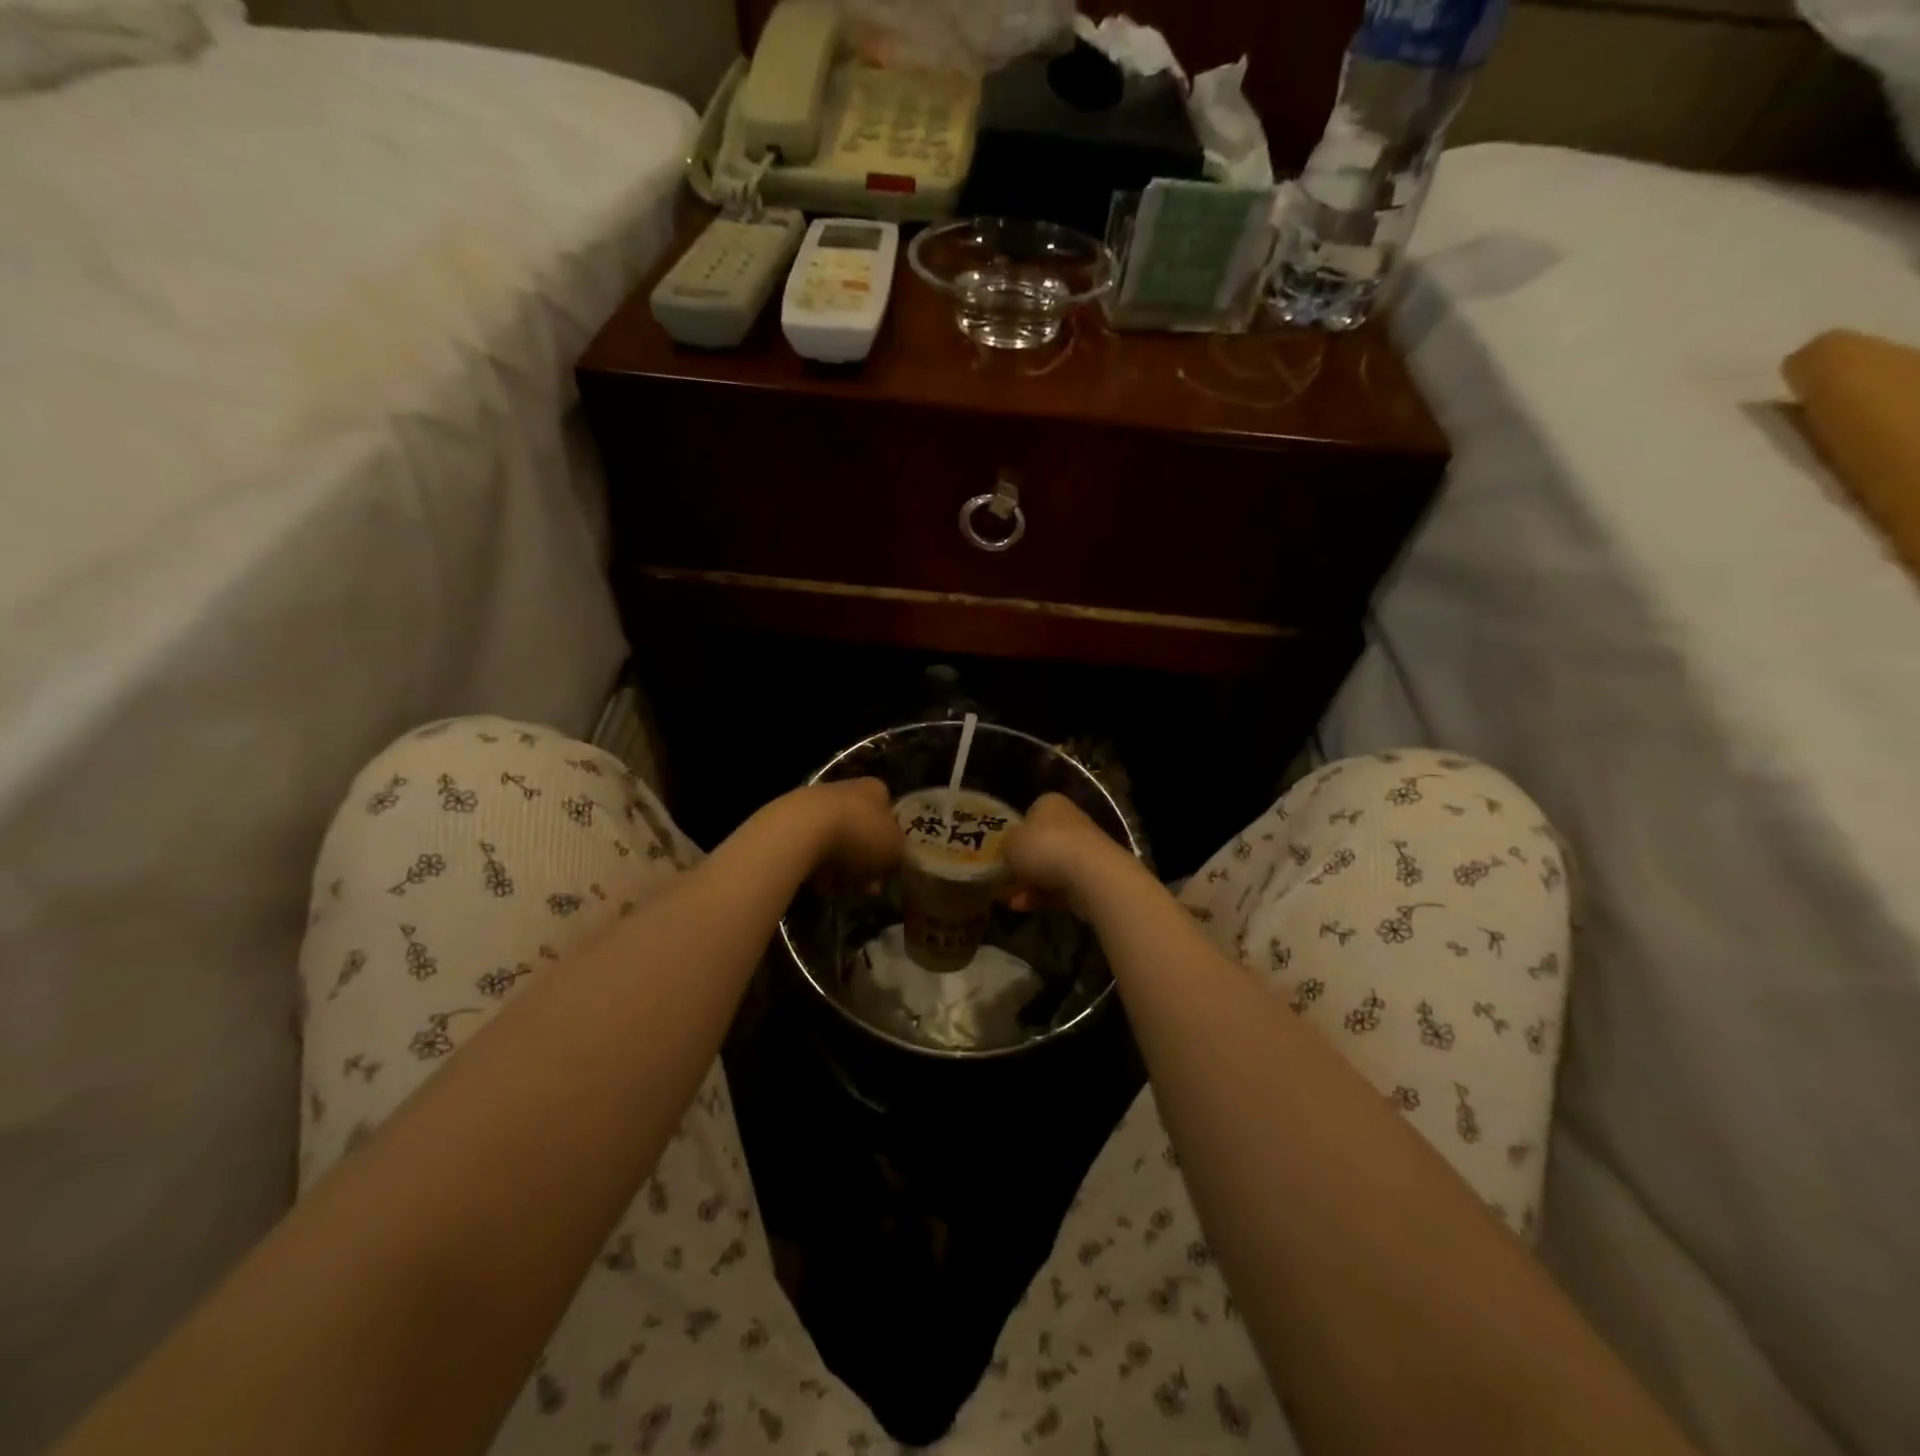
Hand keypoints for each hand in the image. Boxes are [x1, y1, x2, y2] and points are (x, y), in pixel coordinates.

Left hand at [797, 777, 902, 891]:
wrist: (801, 832)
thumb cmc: (859, 835)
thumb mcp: (895, 849)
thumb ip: (898, 853)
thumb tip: (892, 858)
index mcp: (875, 789)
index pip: (889, 813)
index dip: (891, 843)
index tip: (889, 867)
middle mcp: (846, 789)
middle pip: (862, 830)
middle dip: (866, 860)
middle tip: (869, 886)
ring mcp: (816, 804)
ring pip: (836, 842)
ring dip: (842, 866)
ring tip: (844, 889)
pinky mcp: (790, 822)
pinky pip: (812, 850)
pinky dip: (818, 867)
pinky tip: (820, 883)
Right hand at [1004, 793, 1135, 918]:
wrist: (1090, 875)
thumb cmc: (1044, 848)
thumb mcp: (1009, 843)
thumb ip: (1004, 846)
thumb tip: (1008, 853)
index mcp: (1050, 804)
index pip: (1029, 813)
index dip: (1014, 832)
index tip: (1001, 851)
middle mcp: (1069, 821)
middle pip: (1040, 842)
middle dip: (1022, 863)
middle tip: (1002, 878)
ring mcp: (1083, 850)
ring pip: (1049, 867)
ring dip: (1029, 882)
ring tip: (1007, 898)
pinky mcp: (1091, 876)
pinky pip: (1060, 885)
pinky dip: (1041, 895)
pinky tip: (1022, 907)